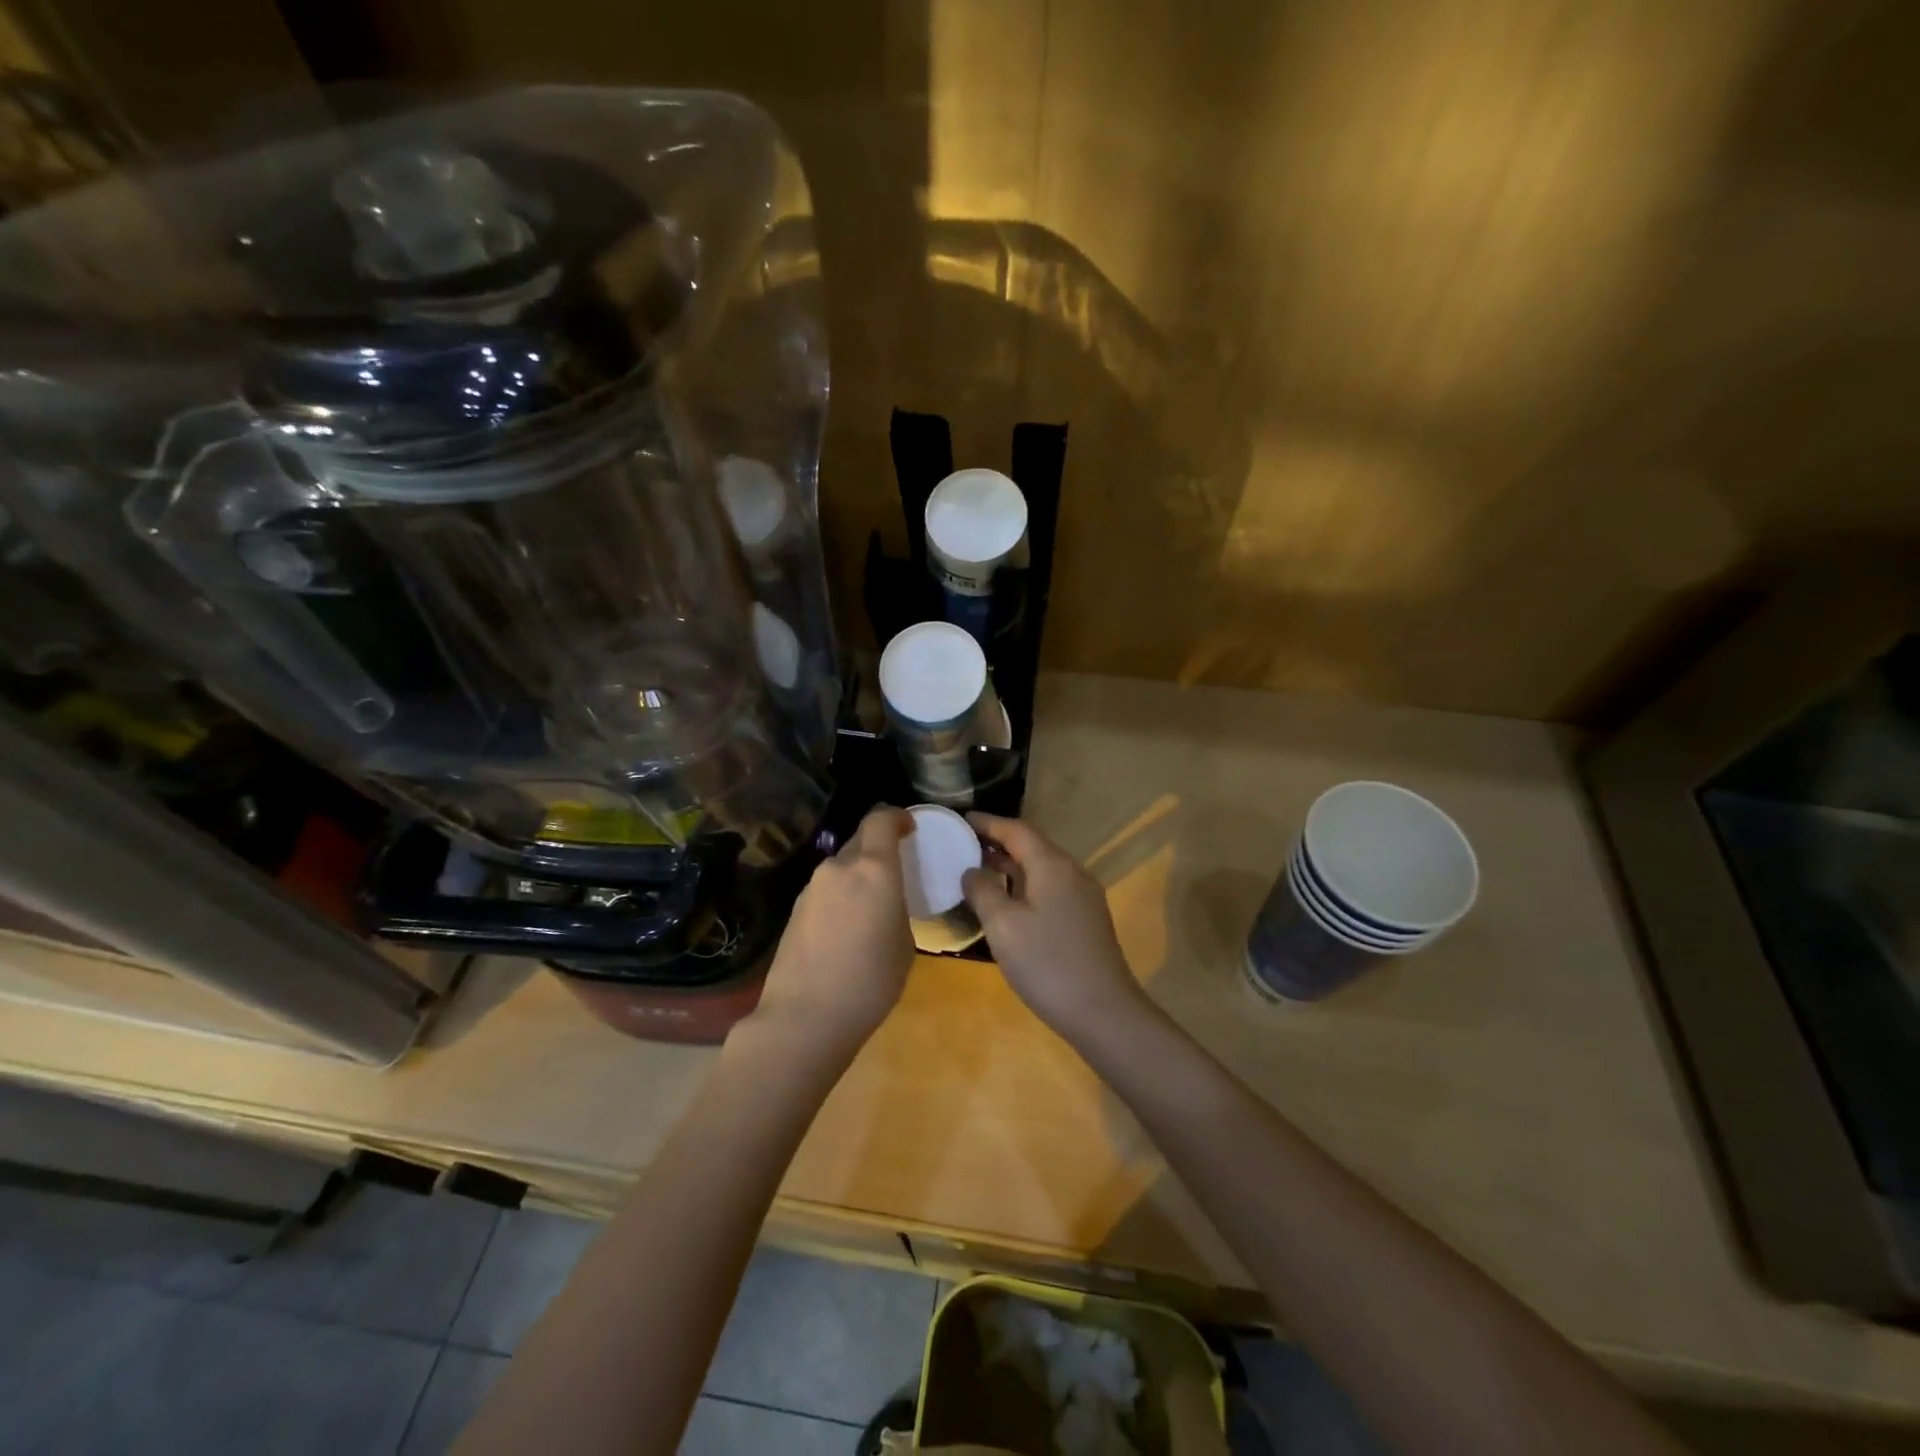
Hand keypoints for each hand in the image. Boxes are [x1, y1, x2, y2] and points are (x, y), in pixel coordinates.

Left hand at [749, 807, 915, 1059]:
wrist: (804, 1017)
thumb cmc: (870, 982)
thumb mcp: (903, 944)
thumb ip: (896, 908)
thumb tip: (884, 903)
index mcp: (873, 870)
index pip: (881, 819)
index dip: (897, 816)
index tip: (909, 826)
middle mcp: (839, 868)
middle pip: (860, 839)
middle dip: (878, 846)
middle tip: (894, 868)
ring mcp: (812, 888)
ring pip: (841, 867)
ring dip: (857, 874)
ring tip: (871, 905)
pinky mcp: (795, 909)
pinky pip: (826, 890)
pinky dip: (840, 895)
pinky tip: (846, 928)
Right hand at [961, 813, 1146, 1040]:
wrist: (1103, 1012)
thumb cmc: (1047, 964)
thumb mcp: (1003, 926)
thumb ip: (982, 891)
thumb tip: (971, 871)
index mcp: (1052, 865)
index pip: (1017, 830)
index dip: (988, 823)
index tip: (961, 819)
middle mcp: (1072, 872)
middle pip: (1031, 846)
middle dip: (998, 843)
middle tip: (963, 845)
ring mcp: (1083, 897)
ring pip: (1041, 869)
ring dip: (1011, 866)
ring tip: (978, 871)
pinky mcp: (1085, 919)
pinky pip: (1050, 888)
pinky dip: (1024, 885)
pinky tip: (1007, 903)